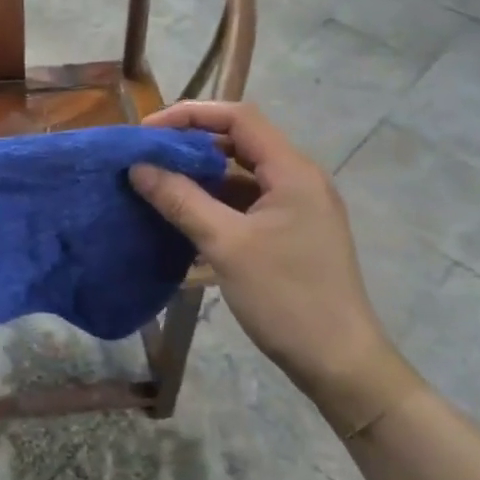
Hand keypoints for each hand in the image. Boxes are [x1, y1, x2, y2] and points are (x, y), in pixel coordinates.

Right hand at [130, 101, 419, 435]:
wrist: (341, 365)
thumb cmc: (286, 298)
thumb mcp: (226, 245)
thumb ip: (181, 200)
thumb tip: (138, 167)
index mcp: (292, 171)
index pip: (238, 117)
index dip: (191, 114)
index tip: (149, 131)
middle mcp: (299, 179)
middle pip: (239, 142)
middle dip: (192, 143)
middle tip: (148, 156)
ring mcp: (297, 207)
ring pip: (242, 174)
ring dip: (202, 175)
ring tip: (159, 184)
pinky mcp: (291, 233)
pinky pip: (247, 202)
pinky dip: (216, 202)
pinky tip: (185, 216)